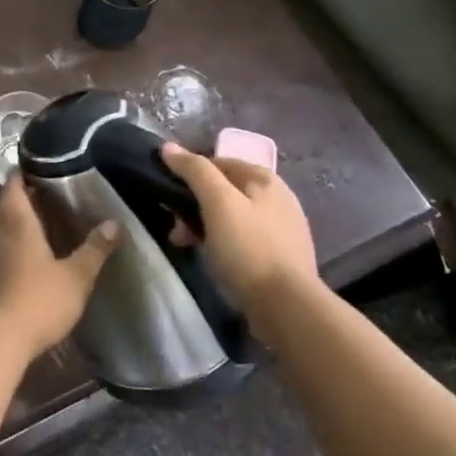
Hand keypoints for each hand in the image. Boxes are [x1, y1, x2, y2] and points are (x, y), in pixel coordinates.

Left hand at [0, 178, 118, 362]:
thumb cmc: (38, 299)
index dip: (23, 172)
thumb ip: (94, 249)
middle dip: (23, 198)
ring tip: (41, 225)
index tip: (40, 166)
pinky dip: (10, 248)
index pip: (14, 184)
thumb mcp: (76, 276)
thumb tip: (115, 223)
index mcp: (17, 222)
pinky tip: (26, 259)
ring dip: (15, 224)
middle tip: (49, 195)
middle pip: (6, 205)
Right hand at [161, 144, 320, 312]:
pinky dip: (223, 244)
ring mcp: (282, 229)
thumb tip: (168, 147)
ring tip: (187, 246)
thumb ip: (194, 171)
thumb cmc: (249, 249)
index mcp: (265, 178)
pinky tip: (214, 260)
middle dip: (194, 205)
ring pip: (231, 217)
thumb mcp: (218, 203)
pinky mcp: (280, 257)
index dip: (189, 174)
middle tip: (176, 229)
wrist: (287, 308)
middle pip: (224, 190)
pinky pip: (242, 239)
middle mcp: (277, 197)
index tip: (168, 197)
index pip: (217, 162)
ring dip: (204, 226)